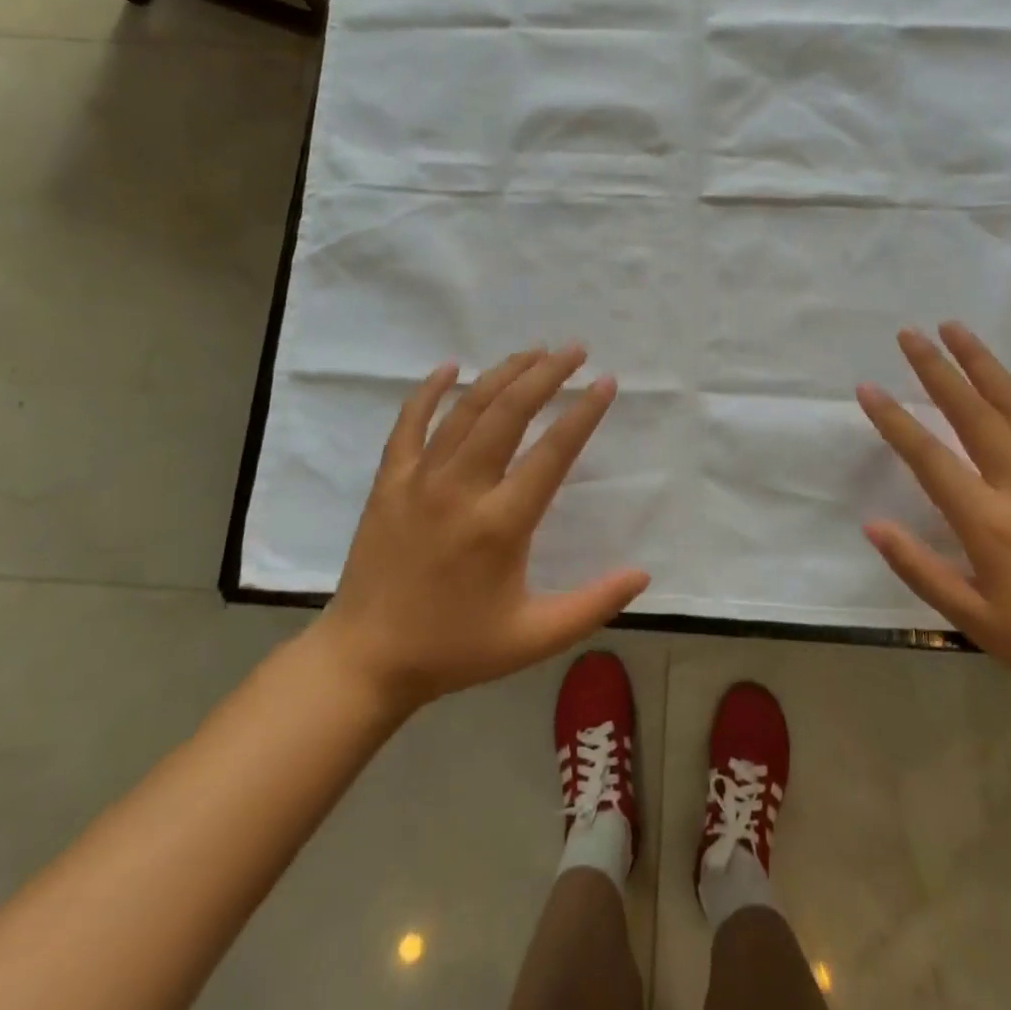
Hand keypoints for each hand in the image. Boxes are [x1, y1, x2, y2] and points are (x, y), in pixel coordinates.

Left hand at [316, 346, 649, 712]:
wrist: (366, 659)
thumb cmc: (456, 649)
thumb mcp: (534, 638)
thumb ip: (594, 605)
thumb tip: (644, 575)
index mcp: (501, 524)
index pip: (552, 453)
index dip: (583, 414)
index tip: (605, 383)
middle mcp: (461, 489)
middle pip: (509, 413)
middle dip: (546, 375)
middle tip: (575, 350)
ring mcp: (419, 480)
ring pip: (466, 409)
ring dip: (502, 374)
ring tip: (533, 351)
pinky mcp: (389, 481)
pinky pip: (409, 424)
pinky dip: (429, 391)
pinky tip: (449, 367)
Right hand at [857, 323, 1010, 720]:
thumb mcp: (970, 618)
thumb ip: (918, 568)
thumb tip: (872, 525)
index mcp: (987, 522)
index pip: (928, 458)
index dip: (894, 420)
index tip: (868, 388)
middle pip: (972, 415)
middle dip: (937, 370)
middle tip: (910, 334)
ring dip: (985, 365)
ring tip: (957, 329)